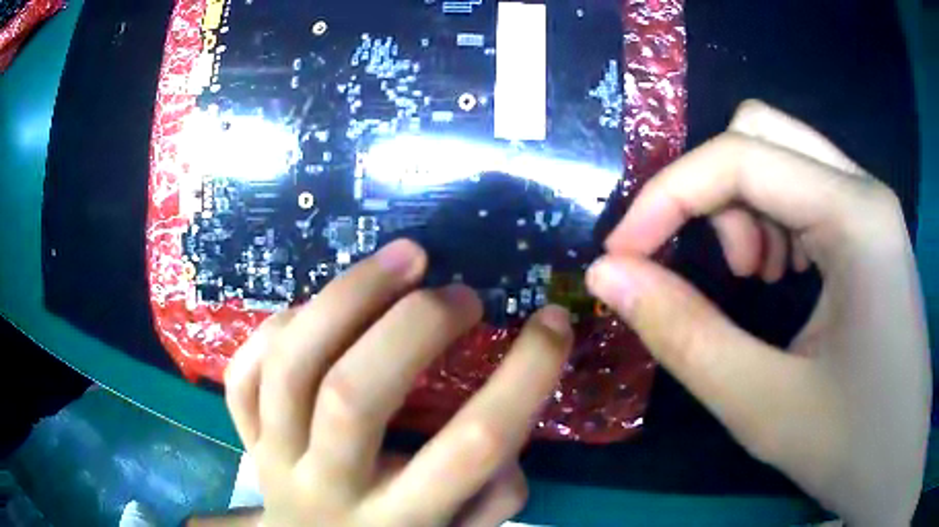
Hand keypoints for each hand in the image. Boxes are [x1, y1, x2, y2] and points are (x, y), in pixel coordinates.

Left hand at [224, 240, 573, 526]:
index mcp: (399, 521)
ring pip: (291, 368)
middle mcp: (329, 487)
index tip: (553, 321)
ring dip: (347, 297)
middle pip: (354, 395)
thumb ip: (492, 494)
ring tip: (403, 258)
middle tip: (462, 293)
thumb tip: (505, 416)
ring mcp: (275, 457)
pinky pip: (245, 374)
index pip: (471, 446)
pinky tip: (318, 310)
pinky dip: (279, 328)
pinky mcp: (245, 437)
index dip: (524, 375)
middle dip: (415, 325)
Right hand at [587, 101, 930, 525]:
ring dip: (742, 204)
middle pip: (759, 131)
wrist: (897, 458)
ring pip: (778, 151)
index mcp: (855, 217)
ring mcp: (868, 204)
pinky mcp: (866, 226)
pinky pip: (800, 184)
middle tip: (718, 268)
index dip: (667, 196)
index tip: (622, 256)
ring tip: (755, 279)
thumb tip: (609, 277)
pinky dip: (769, 216)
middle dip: (711, 190)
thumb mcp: (761, 405)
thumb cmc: (851, 445)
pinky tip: (782, 275)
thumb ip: (683, 335)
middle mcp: (863, 189)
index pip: (740, 156)